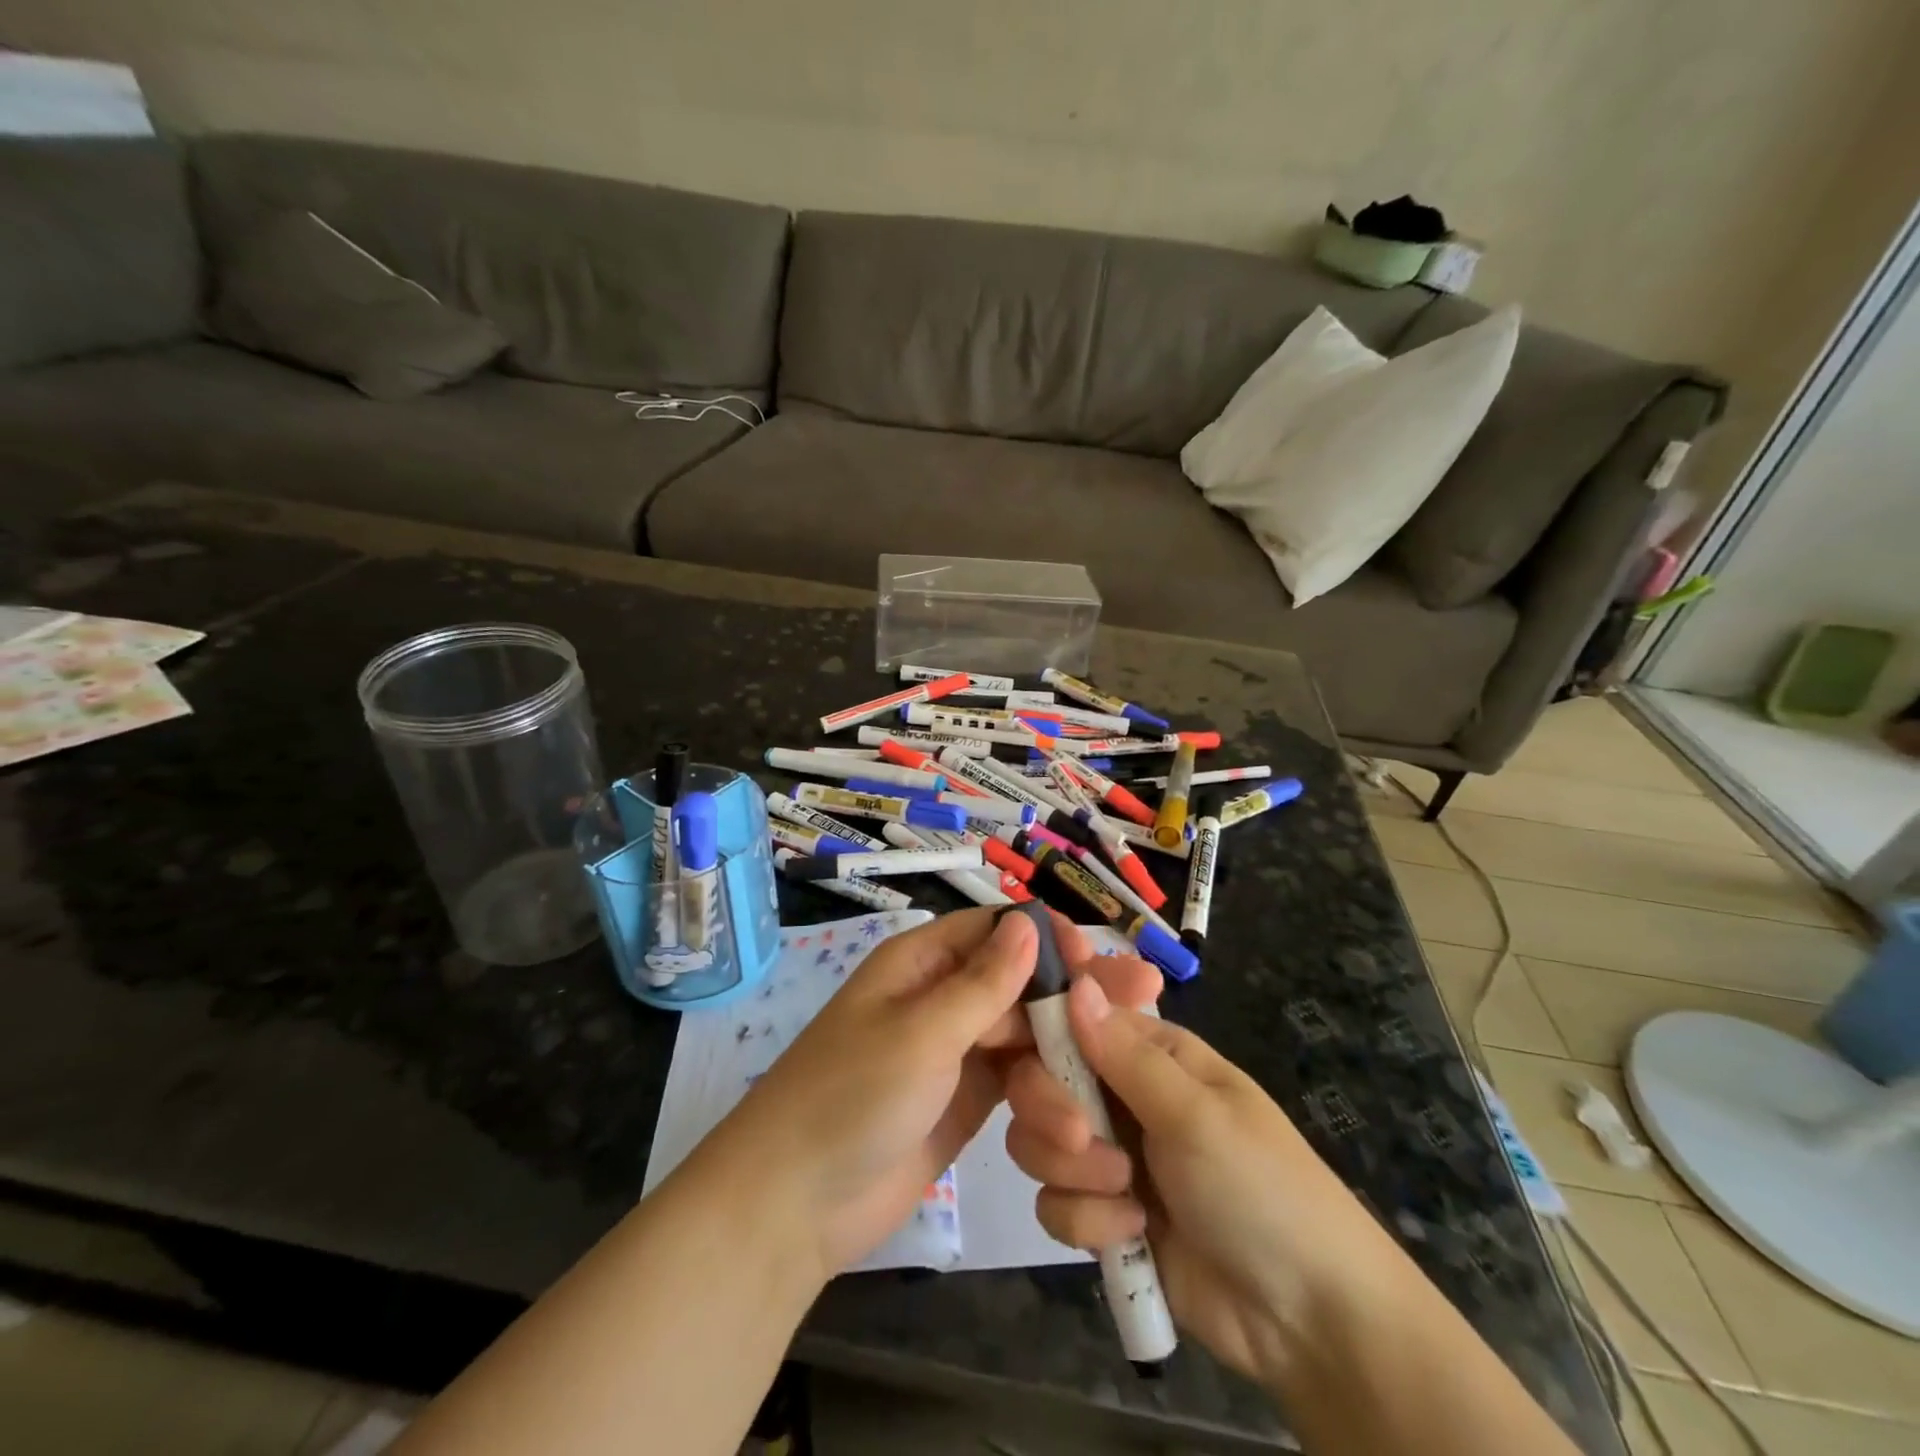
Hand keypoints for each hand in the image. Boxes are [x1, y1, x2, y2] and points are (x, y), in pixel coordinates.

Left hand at [707, 909, 1161, 1283]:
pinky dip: (1045, 1101)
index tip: (1098, 958)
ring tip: (1095, 1111)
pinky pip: (1018, 1084)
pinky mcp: (967, 1099)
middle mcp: (943, 997)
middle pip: (1022, 983)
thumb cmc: (852, 1096)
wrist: (795, 1203)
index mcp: (922, 962)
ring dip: (1061, 1068)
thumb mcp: (920, 1033)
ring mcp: (956, 1050)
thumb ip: (982, 984)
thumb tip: (1029, 922)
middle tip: (1146, 996)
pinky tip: (1076, 1129)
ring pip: (1026, 1038)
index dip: (1049, 938)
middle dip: (1076, 998)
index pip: (996, 931)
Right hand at [1004, 976, 1408, 1386]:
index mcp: (1150, 1054)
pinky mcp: (1104, 1216)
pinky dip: (1088, 1222)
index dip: (1042, 1029)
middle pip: (1041, 1081)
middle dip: (1052, 1113)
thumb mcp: (1195, 1113)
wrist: (1306, 1320)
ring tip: (1128, 1197)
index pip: (1073, 1019)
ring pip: (1039, 1143)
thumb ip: (1124, 1055)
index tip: (1014, 1044)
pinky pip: (1055, 1204)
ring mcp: (1111, 1157)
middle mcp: (1122, 1096)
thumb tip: (1075, 985)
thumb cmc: (1260, 1187)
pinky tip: (1133, 1236)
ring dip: (1074, 1173)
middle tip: (1085, 1139)